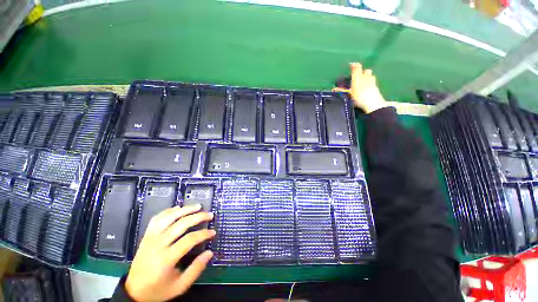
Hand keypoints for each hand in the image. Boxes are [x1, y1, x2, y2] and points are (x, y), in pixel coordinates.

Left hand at [125, 205, 214, 301]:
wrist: (134, 292)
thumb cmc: (158, 290)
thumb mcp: (179, 286)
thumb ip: (196, 269)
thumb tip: (209, 253)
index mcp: (166, 259)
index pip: (189, 240)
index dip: (203, 234)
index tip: (213, 232)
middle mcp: (157, 245)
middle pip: (180, 224)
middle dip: (198, 217)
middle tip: (209, 215)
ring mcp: (150, 239)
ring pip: (169, 217)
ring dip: (185, 210)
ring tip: (197, 206)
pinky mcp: (146, 236)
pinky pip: (157, 219)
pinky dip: (168, 211)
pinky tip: (178, 208)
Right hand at [333, 62, 388, 113]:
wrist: (372, 102)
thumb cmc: (358, 97)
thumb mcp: (348, 94)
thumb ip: (341, 90)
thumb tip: (333, 89)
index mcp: (358, 77)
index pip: (357, 67)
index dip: (354, 65)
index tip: (351, 65)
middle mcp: (366, 76)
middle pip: (365, 70)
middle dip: (362, 72)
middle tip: (357, 77)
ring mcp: (372, 81)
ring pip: (370, 75)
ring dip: (367, 76)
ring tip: (363, 82)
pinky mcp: (376, 86)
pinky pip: (373, 81)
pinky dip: (370, 82)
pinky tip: (367, 87)